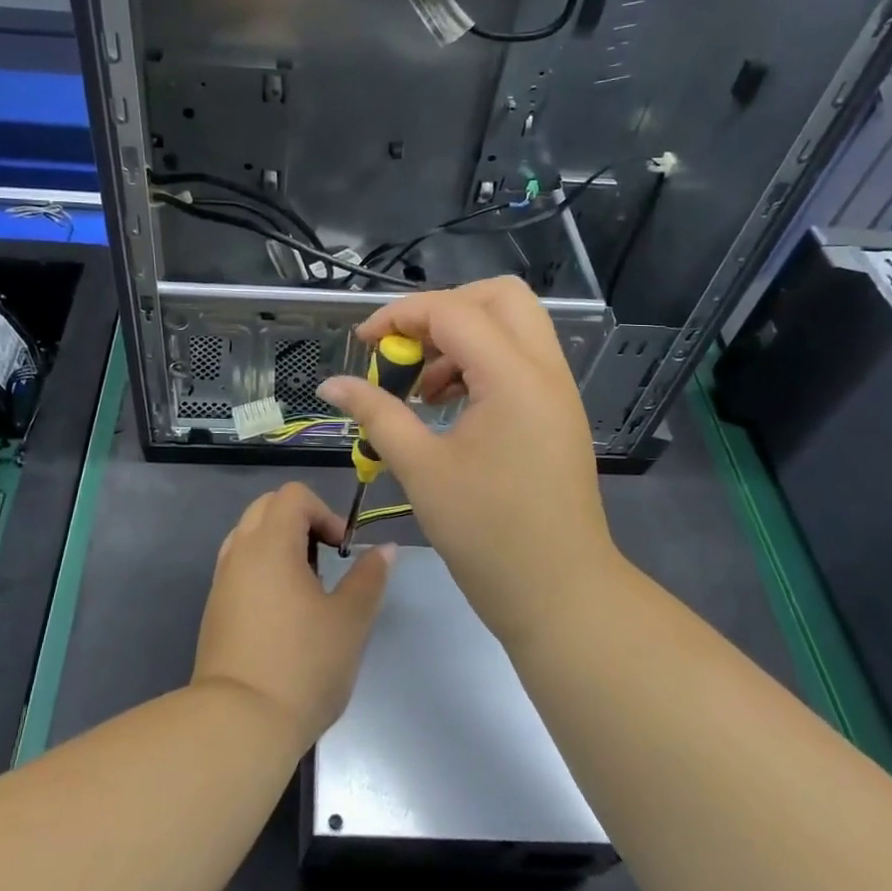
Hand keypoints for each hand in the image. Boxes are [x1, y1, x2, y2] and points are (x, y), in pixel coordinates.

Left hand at [192, 484, 391, 752]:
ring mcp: (222, 580)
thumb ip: (369, 577)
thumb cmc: (302, 665)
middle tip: (326, 562)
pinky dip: (263, 569)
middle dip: (301, 522)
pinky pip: (239, 566)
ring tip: (306, 588)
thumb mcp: (350, 621)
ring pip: (249, 536)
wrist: (239, 724)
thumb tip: (385, 548)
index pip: (293, 496)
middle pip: (267, 507)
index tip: (342, 551)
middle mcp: (239, 552)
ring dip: (280, 545)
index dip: (325, 512)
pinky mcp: (215, 608)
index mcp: (270, 544)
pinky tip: (283, 612)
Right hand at [319, 277, 618, 651]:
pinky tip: (449, 407)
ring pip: (513, 326)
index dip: (400, 317)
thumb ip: (376, 414)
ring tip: (423, 389)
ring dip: (463, 338)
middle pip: (498, 297)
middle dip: (444, 309)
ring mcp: (558, 390)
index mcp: (514, 376)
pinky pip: (520, 360)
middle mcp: (544, 369)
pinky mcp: (557, 413)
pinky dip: (482, 364)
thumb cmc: (487, 533)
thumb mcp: (421, 469)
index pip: (453, 311)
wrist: (560, 593)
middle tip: (406, 350)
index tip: (363, 344)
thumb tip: (331, 384)